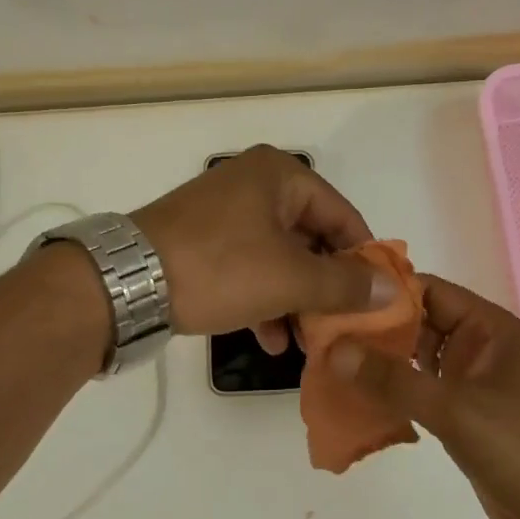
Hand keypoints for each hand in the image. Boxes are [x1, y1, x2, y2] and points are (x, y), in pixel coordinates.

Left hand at [131, 145, 395, 348]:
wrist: (125, 284)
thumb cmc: (219, 268)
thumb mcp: (290, 278)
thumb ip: (345, 284)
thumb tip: (394, 289)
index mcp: (280, 176)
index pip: (343, 216)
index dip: (363, 260)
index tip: (375, 301)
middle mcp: (255, 184)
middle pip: (311, 238)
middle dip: (325, 288)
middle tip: (340, 326)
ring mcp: (225, 212)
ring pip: (280, 258)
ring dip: (295, 301)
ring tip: (306, 342)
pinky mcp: (202, 240)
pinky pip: (249, 266)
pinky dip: (264, 299)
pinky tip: (268, 339)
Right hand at [329, 275, 519, 518]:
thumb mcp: (455, 409)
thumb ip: (394, 379)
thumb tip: (335, 348)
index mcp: (486, 328)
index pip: (428, 290)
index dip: (383, 290)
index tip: (335, 294)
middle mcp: (476, 346)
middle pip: (417, 322)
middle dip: (373, 326)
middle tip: (320, 331)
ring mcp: (468, 381)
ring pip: (414, 357)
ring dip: (378, 360)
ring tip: (327, 360)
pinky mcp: (460, 413)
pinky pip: (417, 390)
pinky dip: (390, 390)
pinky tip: (353, 396)